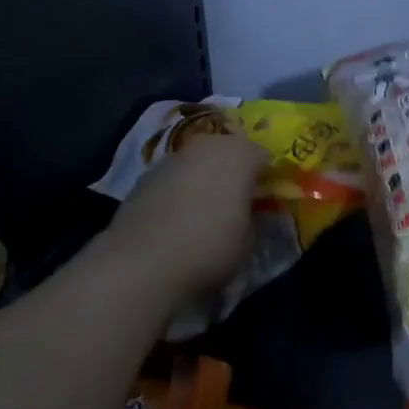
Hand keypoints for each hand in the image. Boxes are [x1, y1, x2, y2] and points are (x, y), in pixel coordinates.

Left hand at [103, 132, 266, 299]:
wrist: (142, 261)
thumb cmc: (210, 247)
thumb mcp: (248, 241)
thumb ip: (252, 218)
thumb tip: (246, 213)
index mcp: (240, 154)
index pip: (264, 157)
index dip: (266, 179)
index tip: (265, 202)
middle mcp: (207, 146)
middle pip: (228, 152)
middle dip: (233, 172)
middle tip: (235, 203)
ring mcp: (173, 157)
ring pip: (198, 163)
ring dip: (203, 179)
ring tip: (202, 213)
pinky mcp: (145, 175)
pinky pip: (173, 179)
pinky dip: (178, 191)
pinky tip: (175, 220)